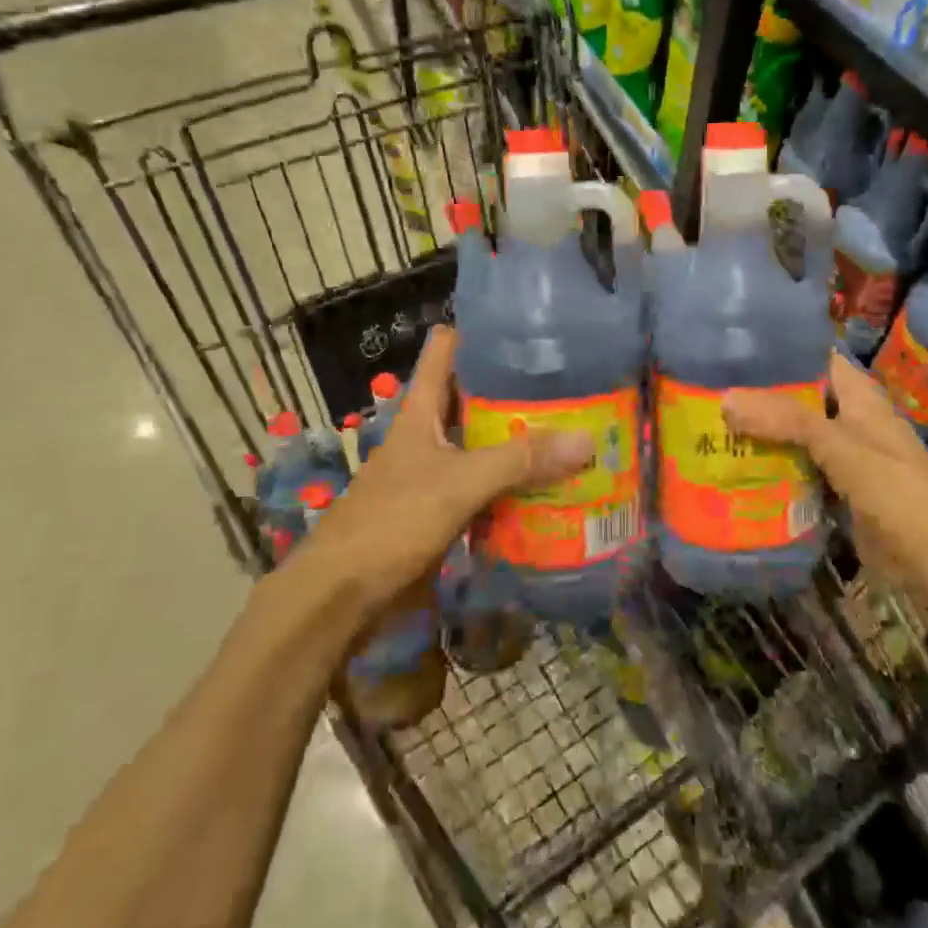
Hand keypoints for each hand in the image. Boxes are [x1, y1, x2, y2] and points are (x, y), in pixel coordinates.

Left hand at [307, 327, 593, 612]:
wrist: (340, 599)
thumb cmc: (391, 522)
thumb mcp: (458, 483)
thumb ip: (518, 461)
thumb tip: (587, 440)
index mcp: (422, 411)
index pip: (448, 350)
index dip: (483, 332)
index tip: (531, 328)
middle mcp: (430, 434)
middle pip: (476, 398)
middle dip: (519, 392)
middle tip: (575, 385)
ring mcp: (437, 473)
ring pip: (485, 445)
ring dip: (522, 442)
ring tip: (577, 431)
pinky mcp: (444, 511)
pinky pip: (488, 488)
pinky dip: (516, 486)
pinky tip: (553, 488)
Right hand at [723, 353, 927, 594]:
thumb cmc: (896, 489)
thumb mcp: (839, 445)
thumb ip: (785, 420)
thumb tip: (726, 399)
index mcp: (857, 395)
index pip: (813, 358)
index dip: (777, 351)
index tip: (731, 350)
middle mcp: (847, 419)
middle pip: (797, 398)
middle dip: (758, 398)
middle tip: (707, 393)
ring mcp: (842, 457)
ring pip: (793, 437)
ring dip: (760, 435)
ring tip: (708, 427)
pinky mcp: (835, 491)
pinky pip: (797, 471)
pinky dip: (772, 469)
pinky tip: (734, 470)